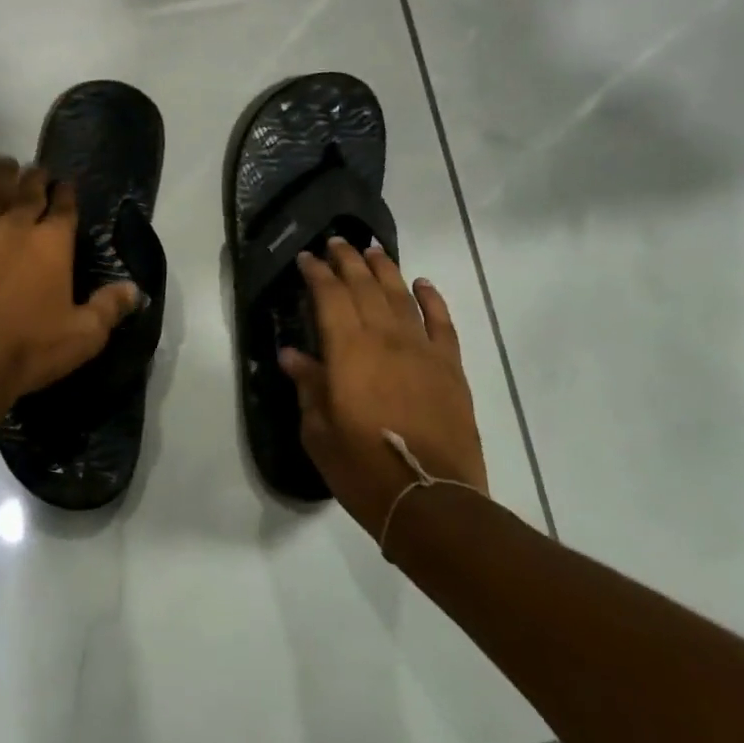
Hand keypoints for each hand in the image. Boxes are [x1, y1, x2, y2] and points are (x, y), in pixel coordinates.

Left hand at [0, 156, 137, 404]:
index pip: (64, 205)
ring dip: (3, 175)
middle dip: (36, 177)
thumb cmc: (29, 348)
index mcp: (53, 242)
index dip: (67, 192)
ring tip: (6, 166)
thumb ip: (109, 307)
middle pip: (29, 189)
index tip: (66, 185)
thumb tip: (135, 289)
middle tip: (37, 171)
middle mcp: (16, 224)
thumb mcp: (83, 335)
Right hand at [280, 238, 488, 538]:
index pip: (330, 296)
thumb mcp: (319, 431)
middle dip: (348, 261)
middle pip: (365, 287)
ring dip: (385, 269)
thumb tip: (292, 355)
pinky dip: (432, 299)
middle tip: (336, 242)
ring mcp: (423, 351)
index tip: (307, 258)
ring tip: (373, 250)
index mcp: (348, 351)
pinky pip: (442, 323)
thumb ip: (308, 386)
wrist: (430, 499)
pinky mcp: (450, 368)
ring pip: (401, 296)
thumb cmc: (362, 468)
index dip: (318, 273)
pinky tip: (422, 284)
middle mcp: (385, 339)